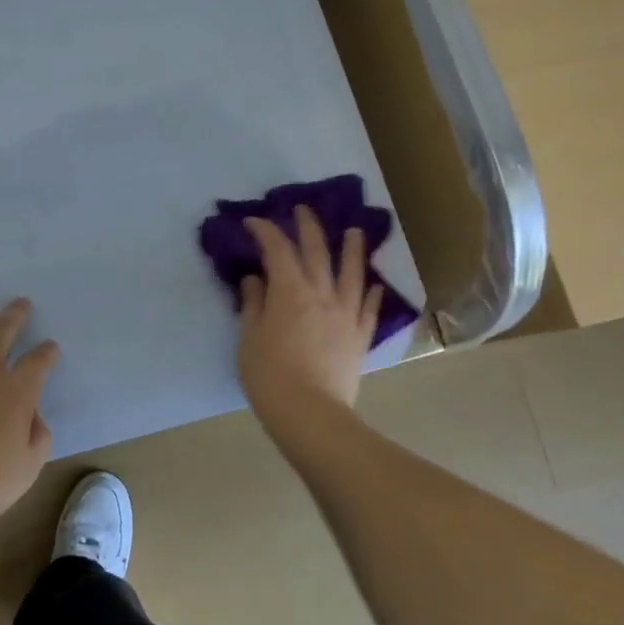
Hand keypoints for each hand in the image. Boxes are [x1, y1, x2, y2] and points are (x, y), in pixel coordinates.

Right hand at [237, 207, 382, 429]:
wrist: (311, 415)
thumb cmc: (270, 376)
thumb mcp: (249, 338)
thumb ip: (254, 304)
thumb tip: (256, 279)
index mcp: (290, 291)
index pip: (277, 249)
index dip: (265, 231)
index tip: (253, 222)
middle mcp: (321, 294)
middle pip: (317, 251)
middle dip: (308, 226)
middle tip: (302, 209)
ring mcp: (345, 315)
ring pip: (351, 273)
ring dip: (353, 249)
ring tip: (356, 232)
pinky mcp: (359, 337)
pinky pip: (368, 309)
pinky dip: (370, 293)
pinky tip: (374, 285)